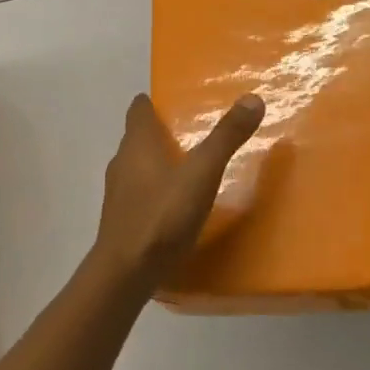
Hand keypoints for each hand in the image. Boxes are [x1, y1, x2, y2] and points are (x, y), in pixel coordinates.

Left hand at [92, 93, 264, 292]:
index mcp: (137, 143)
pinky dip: (155, 189)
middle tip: (192, 132)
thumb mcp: (201, 173)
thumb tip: (252, 98)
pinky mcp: (121, 218)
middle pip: (138, 137)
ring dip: (157, 162)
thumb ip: (226, 137)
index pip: (139, 109)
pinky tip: (174, 203)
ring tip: (188, 166)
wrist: (126, 271)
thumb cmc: (162, 215)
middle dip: (160, 132)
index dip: (153, 103)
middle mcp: (122, 162)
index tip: (174, 103)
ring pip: (137, 166)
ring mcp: (118, 192)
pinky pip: (139, 193)